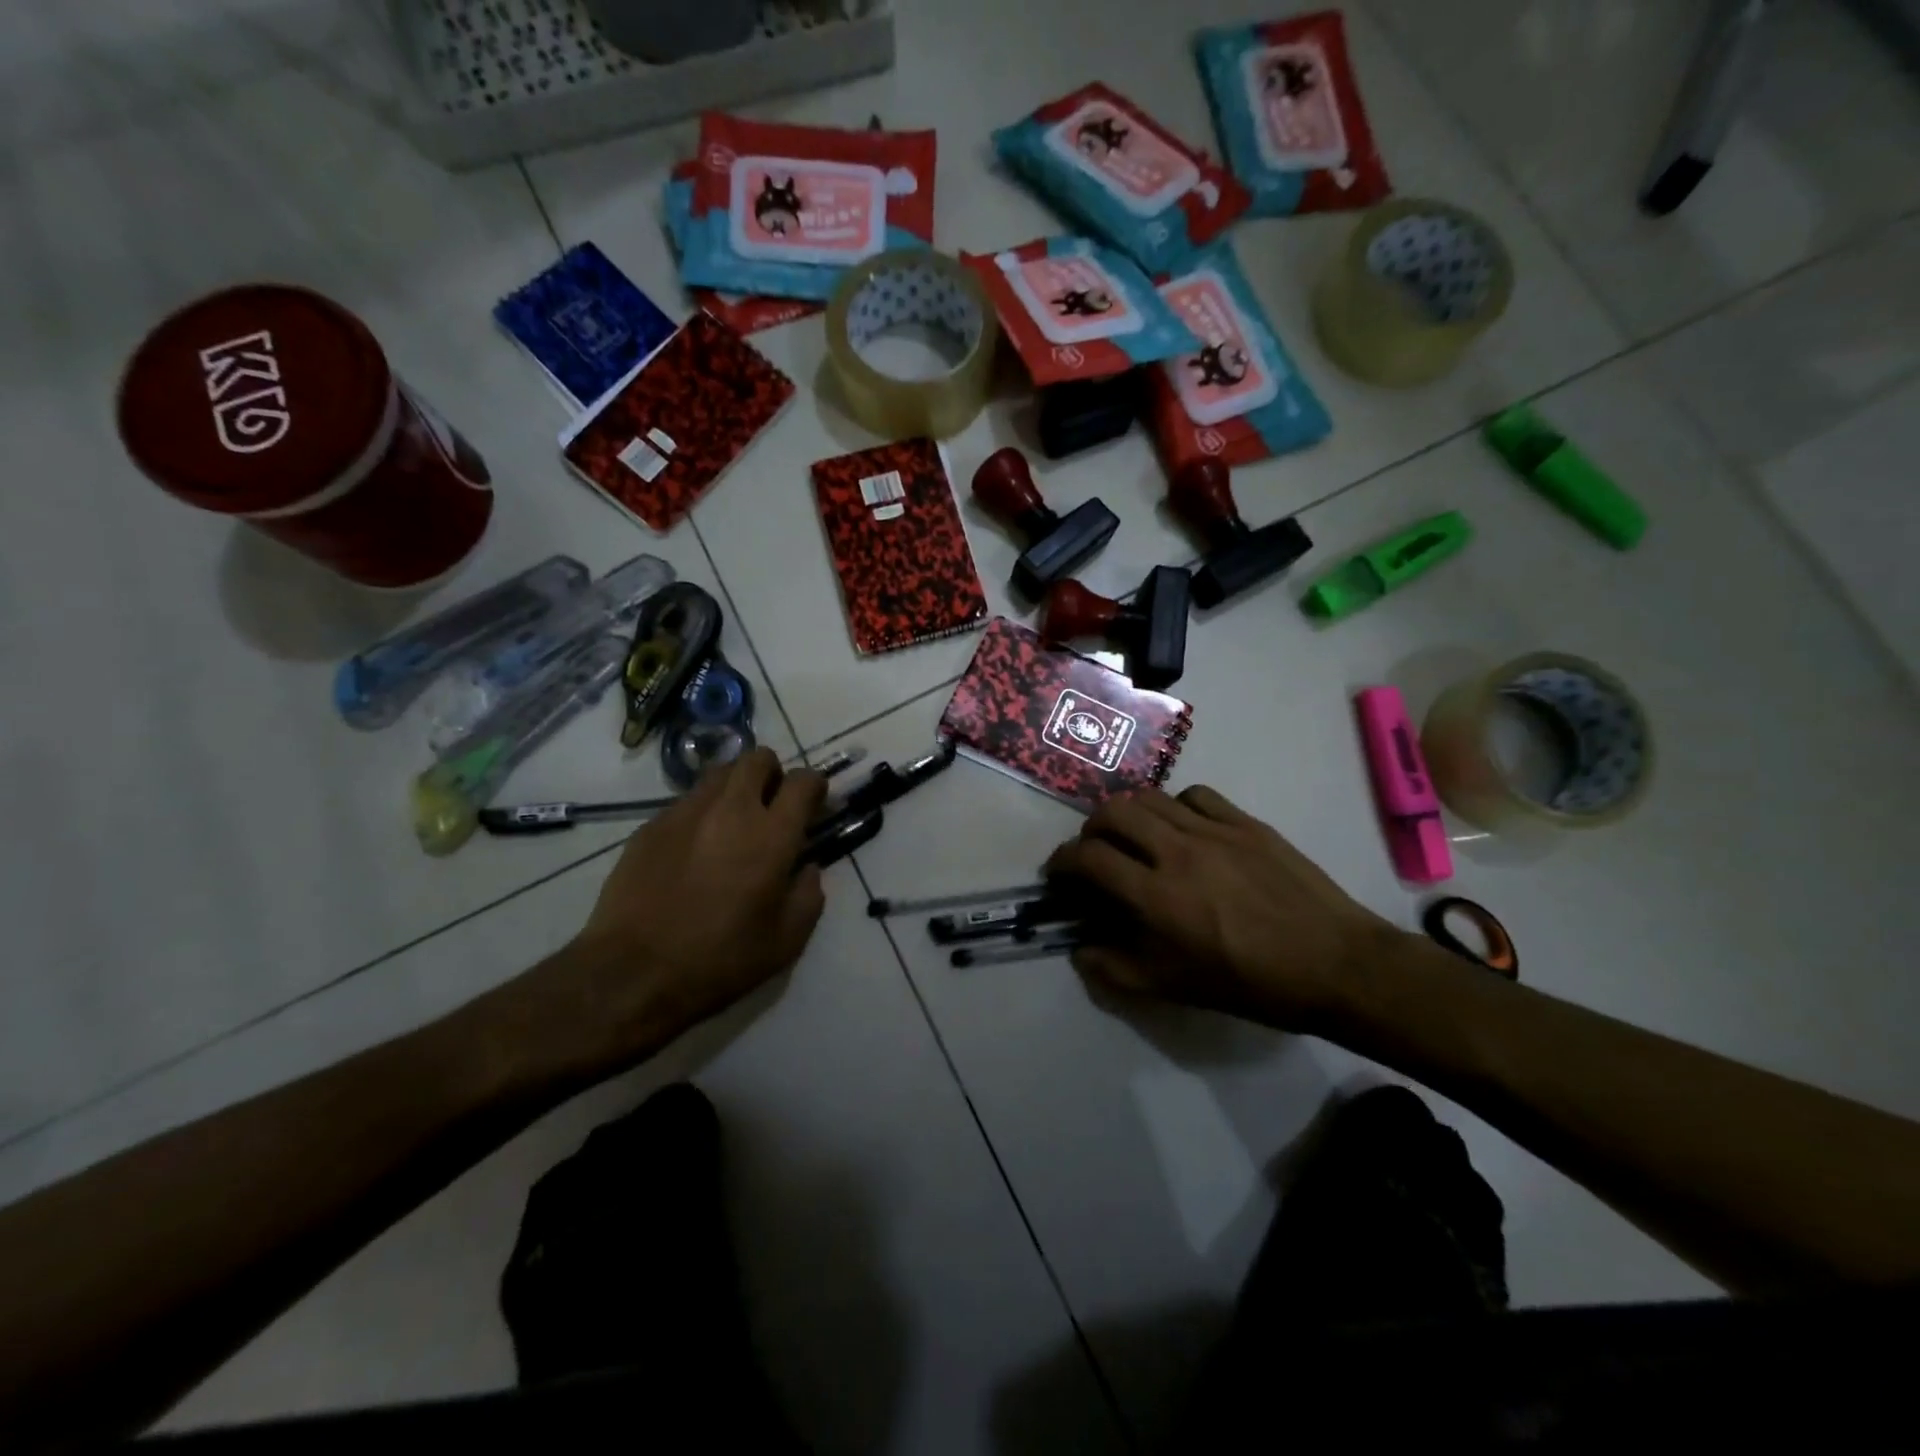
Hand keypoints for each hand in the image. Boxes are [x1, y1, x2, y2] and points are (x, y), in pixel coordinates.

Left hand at [531, 749, 828, 1076]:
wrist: (632, 972)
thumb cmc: (719, 960)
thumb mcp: (786, 942)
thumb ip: (809, 896)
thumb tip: (808, 868)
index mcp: (772, 835)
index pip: (804, 781)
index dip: (815, 787)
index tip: (813, 806)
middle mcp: (731, 810)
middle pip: (758, 758)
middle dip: (772, 773)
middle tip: (771, 806)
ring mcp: (686, 812)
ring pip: (719, 773)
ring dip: (736, 787)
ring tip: (732, 822)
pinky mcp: (651, 825)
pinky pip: (686, 801)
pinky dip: (701, 812)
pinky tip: (693, 849)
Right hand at [1043, 786, 1397, 1031]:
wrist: (1335, 964)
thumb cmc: (1251, 983)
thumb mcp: (1176, 988)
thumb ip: (1117, 969)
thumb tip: (1080, 950)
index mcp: (1157, 896)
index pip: (1089, 858)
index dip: (1062, 861)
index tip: (1060, 873)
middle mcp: (1178, 852)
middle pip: (1113, 813)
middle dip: (1091, 829)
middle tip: (1094, 850)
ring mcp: (1214, 830)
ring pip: (1151, 798)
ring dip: (1128, 813)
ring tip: (1133, 835)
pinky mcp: (1246, 822)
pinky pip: (1196, 796)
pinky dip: (1175, 806)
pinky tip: (1183, 828)